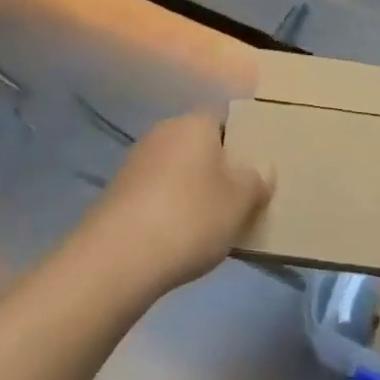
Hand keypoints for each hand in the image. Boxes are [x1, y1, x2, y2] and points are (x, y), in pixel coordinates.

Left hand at [80, 113, 272, 299]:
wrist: (117, 258)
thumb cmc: (190, 217)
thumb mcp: (240, 202)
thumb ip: (256, 181)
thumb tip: (261, 170)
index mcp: (195, 123)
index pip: (225, 121)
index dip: (242, 145)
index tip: (255, 173)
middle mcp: (163, 132)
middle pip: (200, 146)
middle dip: (218, 170)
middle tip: (239, 201)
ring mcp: (136, 162)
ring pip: (178, 171)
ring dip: (192, 191)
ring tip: (212, 225)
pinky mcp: (118, 193)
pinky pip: (157, 193)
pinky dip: (170, 209)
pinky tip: (179, 238)